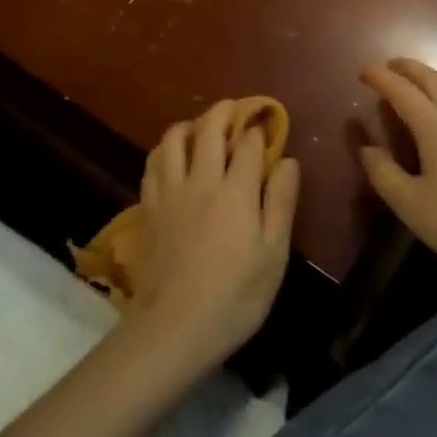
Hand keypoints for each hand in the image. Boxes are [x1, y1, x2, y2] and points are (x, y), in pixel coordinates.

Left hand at [128, 100, 300, 372]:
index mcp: (236, 190)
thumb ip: (281, 202)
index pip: (249, 144)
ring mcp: (170, 191)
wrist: (177, 326)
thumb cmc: (237, 295)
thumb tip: (288, 160)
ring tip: (200, 129)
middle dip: (223, 112)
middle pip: (208, 129)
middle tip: (233, 110)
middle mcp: (201, 180)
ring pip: (174, 138)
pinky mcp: (148, 206)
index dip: (258, 130)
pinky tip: (172, 158)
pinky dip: (165, 150)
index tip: (265, 125)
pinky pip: (153, 163)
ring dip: (190, 125)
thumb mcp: (274, 253)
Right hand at [359, 58, 436, 292]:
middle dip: (407, 67)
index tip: (363, 71)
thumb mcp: (409, 205)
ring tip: (424, 82)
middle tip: (390, 68)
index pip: (401, 90)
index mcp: (435, 127)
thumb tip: (366, 148)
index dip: (380, 77)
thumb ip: (382, 173)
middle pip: (432, 77)